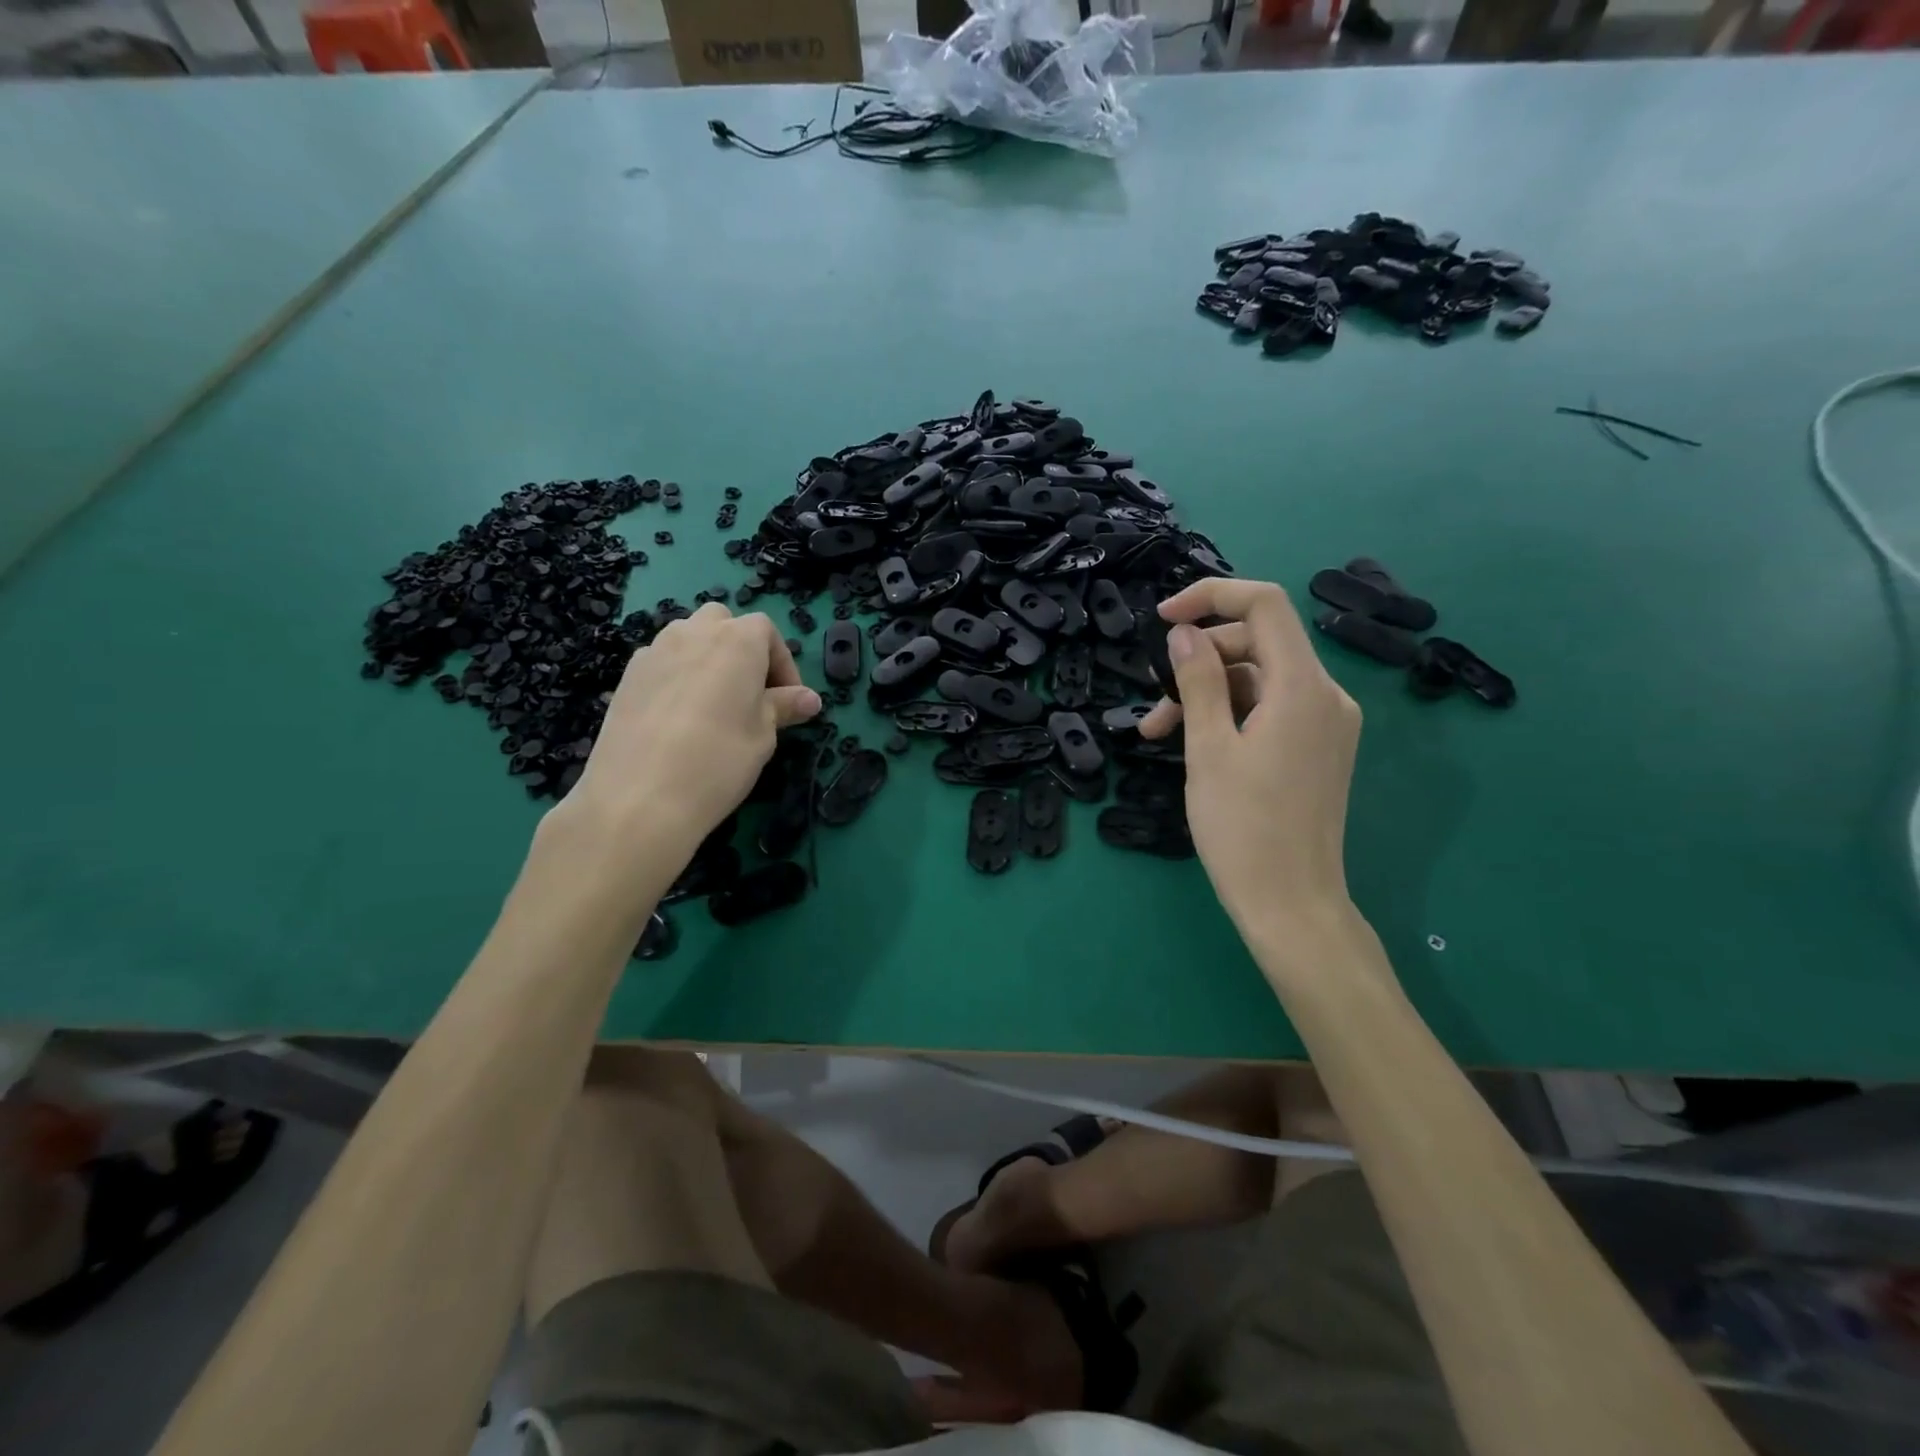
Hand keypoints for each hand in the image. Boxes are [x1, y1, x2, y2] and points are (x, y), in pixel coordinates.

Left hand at [550, 604, 821, 868]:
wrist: (639, 796)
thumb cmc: (719, 760)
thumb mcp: (764, 734)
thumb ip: (784, 707)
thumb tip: (810, 699)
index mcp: (737, 640)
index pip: (767, 632)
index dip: (783, 665)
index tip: (789, 701)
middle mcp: (693, 632)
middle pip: (723, 624)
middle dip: (742, 649)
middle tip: (751, 694)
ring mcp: (655, 651)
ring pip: (689, 639)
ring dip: (708, 659)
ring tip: (715, 704)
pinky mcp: (627, 676)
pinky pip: (663, 663)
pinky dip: (679, 677)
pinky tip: (680, 718)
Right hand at [1142, 579, 1361, 942]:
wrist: (1292, 904)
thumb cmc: (1243, 828)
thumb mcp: (1209, 749)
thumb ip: (1198, 682)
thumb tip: (1185, 633)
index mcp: (1303, 688)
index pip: (1265, 605)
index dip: (1212, 597)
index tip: (1163, 619)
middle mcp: (1326, 696)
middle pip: (1259, 644)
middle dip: (1200, 661)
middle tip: (1153, 701)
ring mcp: (1326, 724)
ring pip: (1259, 680)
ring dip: (1207, 694)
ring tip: (1158, 732)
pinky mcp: (1318, 748)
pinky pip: (1271, 709)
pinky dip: (1231, 715)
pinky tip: (1194, 743)